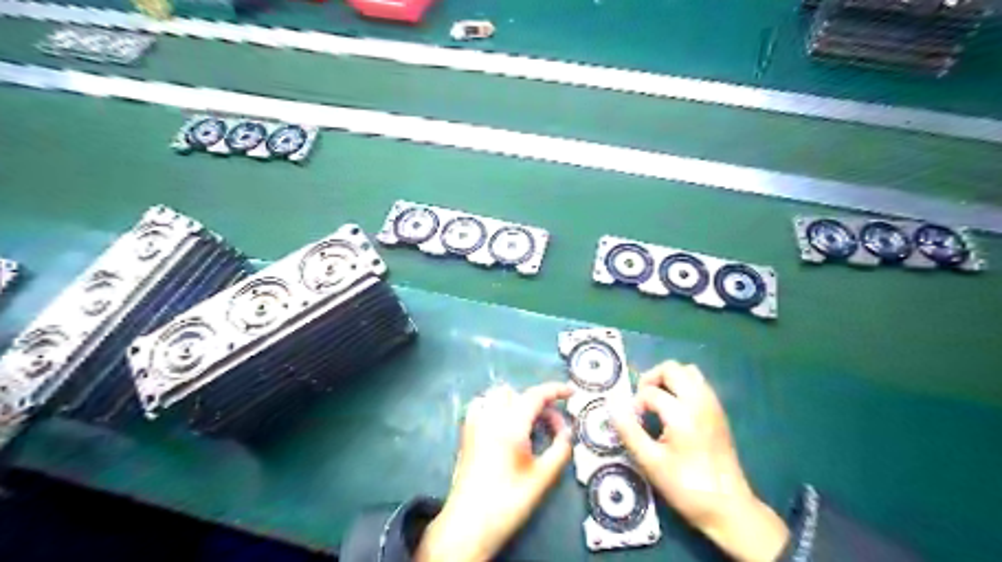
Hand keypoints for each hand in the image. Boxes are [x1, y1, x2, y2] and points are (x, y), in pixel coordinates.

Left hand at [413, 381, 570, 561]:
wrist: (470, 522)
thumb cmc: (509, 501)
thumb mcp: (543, 478)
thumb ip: (560, 450)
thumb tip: (567, 433)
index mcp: (511, 425)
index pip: (535, 395)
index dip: (555, 390)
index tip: (571, 393)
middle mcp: (491, 417)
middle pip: (517, 393)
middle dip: (537, 403)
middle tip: (551, 428)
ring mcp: (475, 423)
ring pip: (496, 396)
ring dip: (515, 402)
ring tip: (527, 424)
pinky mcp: (466, 433)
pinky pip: (481, 406)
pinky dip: (495, 407)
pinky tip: (502, 426)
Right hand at [606, 361, 787, 561]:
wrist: (729, 508)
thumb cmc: (686, 486)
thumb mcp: (651, 462)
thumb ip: (629, 431)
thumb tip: (612, 406)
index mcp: (683, 412)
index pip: (650, 392)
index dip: (635, 404)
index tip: (632, 424)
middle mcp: (700, 401)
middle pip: (672, 368)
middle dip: (651, 379)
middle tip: (641, 402)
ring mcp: (712, 404)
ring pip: (688, 372)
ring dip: (668, 380)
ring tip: (656, 402)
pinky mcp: (719, 412)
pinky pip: (699, 384)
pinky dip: (682, 387)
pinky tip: (674, 411)